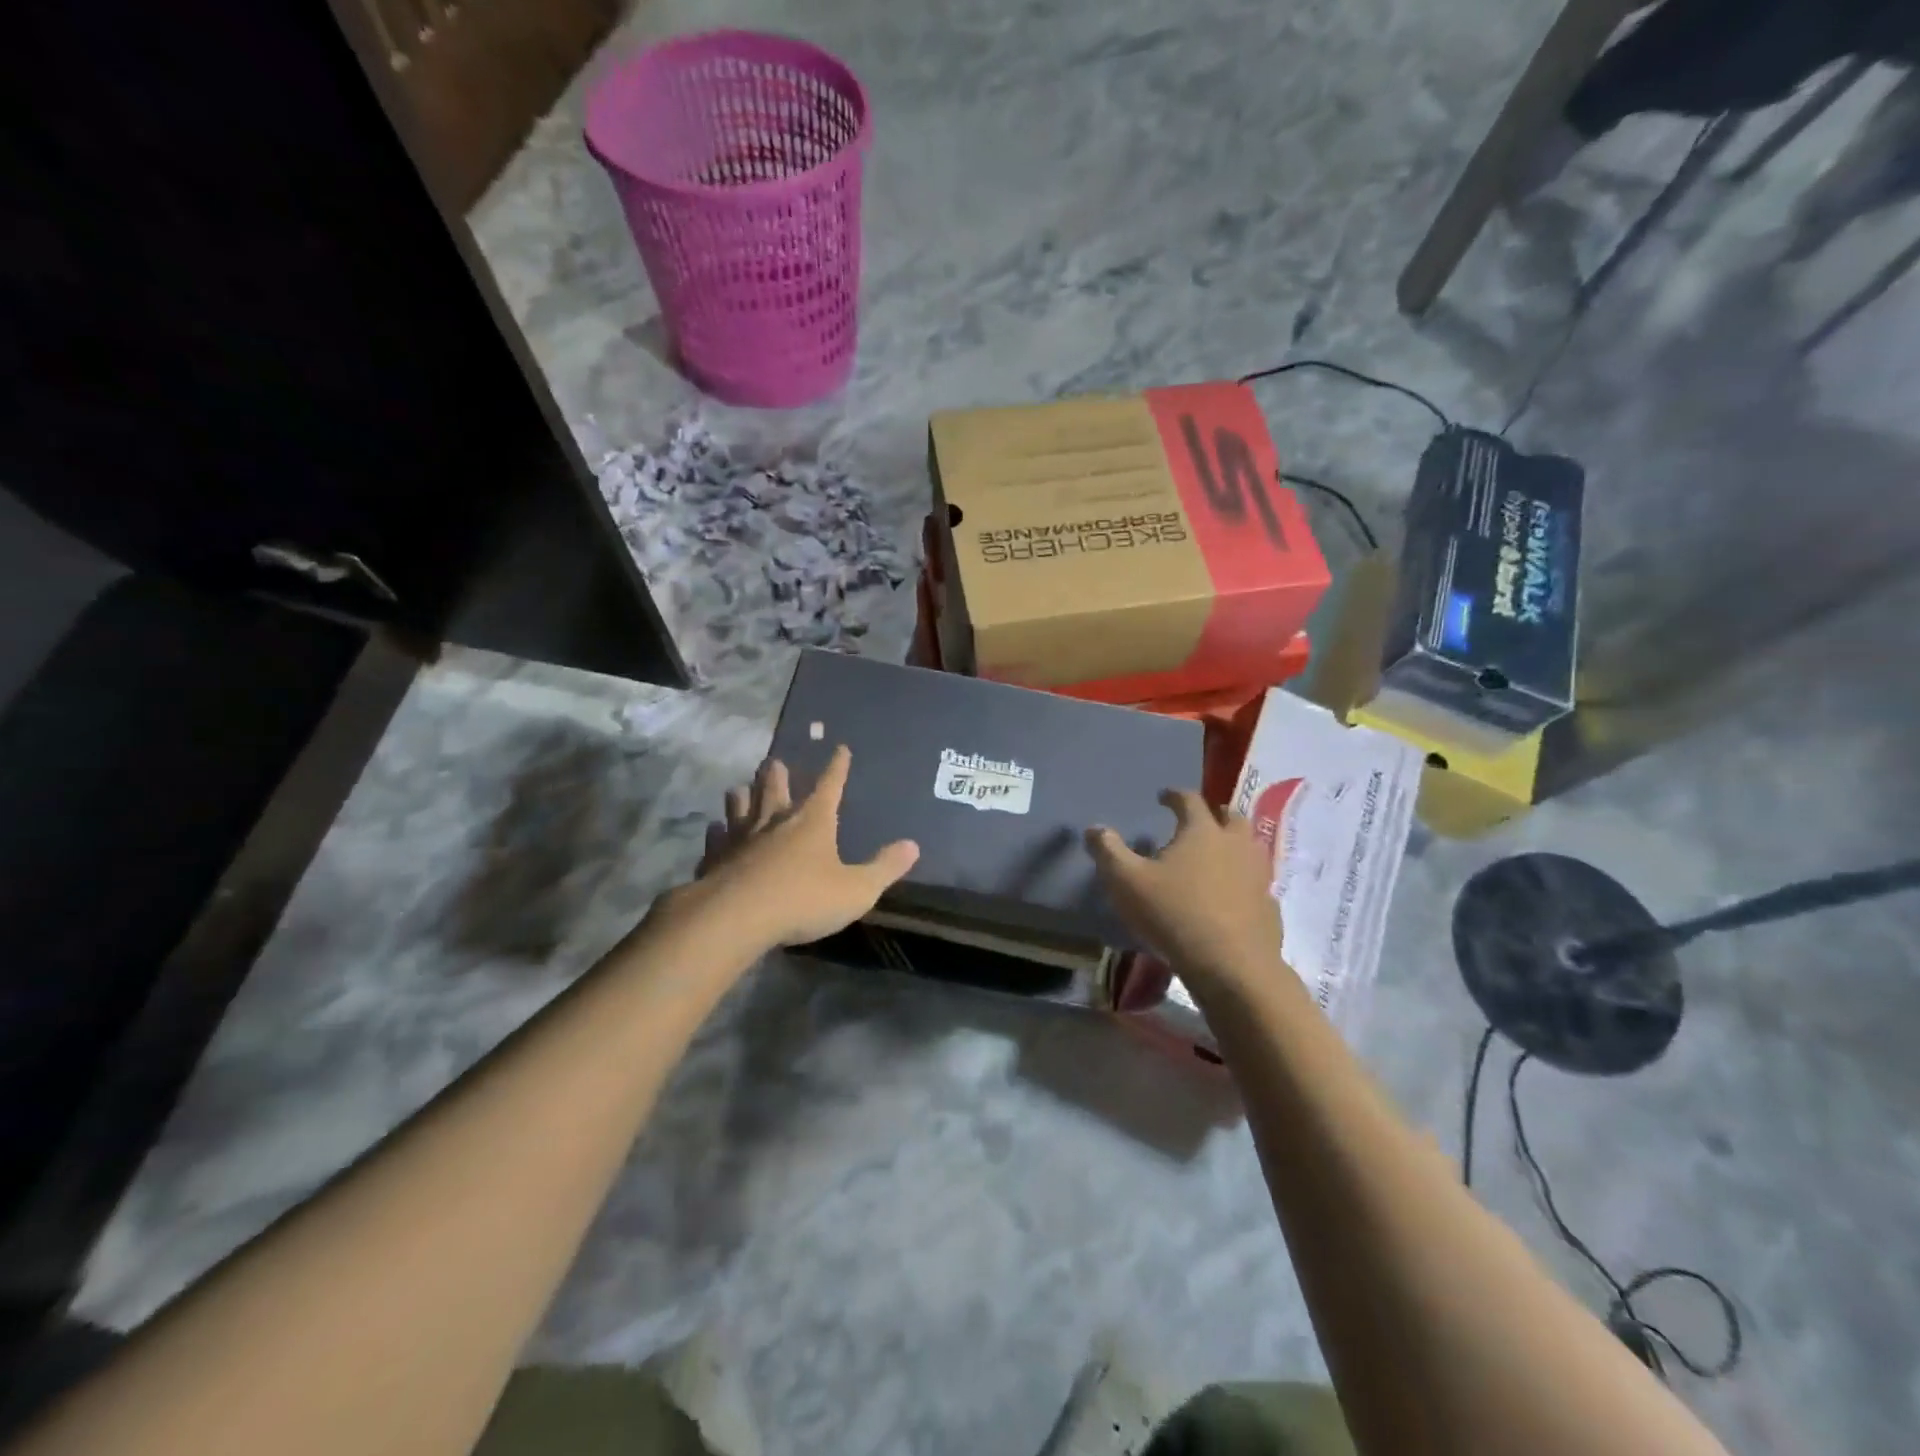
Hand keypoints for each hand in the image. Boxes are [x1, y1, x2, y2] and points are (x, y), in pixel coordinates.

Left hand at [666, 745, 919, 951]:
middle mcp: (775, 820)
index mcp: (813, 821)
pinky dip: (717, 831)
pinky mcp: (715, 857)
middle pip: (776, 787)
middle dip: (779, 773)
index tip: (840, 748)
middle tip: (776, 762)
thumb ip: (884, 868)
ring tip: (741, 788)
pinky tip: (715, 830)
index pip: (830, 786)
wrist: (735, 917)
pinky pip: (716, 837)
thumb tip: (913, 845)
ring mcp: (741, 837)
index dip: (837, 767)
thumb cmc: (803, 900)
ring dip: (743, 795)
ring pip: (740, 805)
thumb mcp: (857, 890)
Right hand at [1086, 790, 1285, 992]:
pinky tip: (1232, 895)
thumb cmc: (1174, 914)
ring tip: (1217, 855)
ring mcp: (1258, 875)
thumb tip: (1094, 828)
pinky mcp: (1269, 906)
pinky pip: (1257, 883)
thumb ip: (1108, 851)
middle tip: (1200, 820)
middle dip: (1214, 814)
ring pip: (1250, 848)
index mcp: (1202, 831)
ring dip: (1234, 845)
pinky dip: (1244, 880)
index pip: (1189, 800)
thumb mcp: (1127, 882)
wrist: (1232, 966)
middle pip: (1231, 817)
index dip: (1174, 796)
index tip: (1163, 797)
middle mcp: (1235, 845)